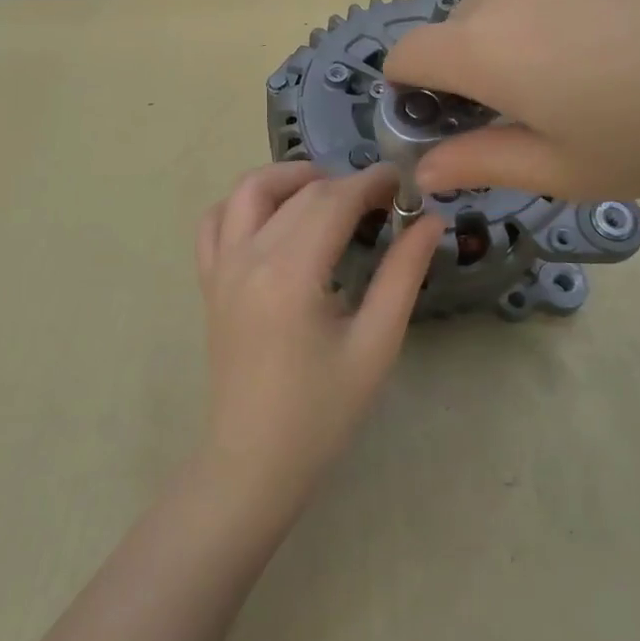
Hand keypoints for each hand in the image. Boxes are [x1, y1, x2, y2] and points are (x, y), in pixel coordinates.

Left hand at [195, 162, 442, 505]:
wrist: (254, 462)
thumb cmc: (322, 412)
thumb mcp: (376, 345)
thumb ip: (403, 275)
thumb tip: (429, 221)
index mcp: (290, 273)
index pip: (334, 201)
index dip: (372, 184)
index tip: (403, 183)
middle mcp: (248, 257)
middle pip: (299, 192)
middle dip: (344, 183)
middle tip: (382, 199)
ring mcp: (221, 267)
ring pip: (248, 190)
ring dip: (291, 178)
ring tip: (330, 195)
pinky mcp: (210, 282)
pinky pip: (215, 221)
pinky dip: (245, 204)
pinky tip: (275, 218)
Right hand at [384, 0, 639, 199]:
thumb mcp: (564, 170)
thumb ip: (479, 164)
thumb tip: (424, 170)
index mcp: (482, 46)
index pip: (404, 56)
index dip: (411, 92)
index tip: (449, 119)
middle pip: (454, 24)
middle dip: (470, 64)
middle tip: (535, 103)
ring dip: (515, 27)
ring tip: (588, 62)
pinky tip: (627, 26)